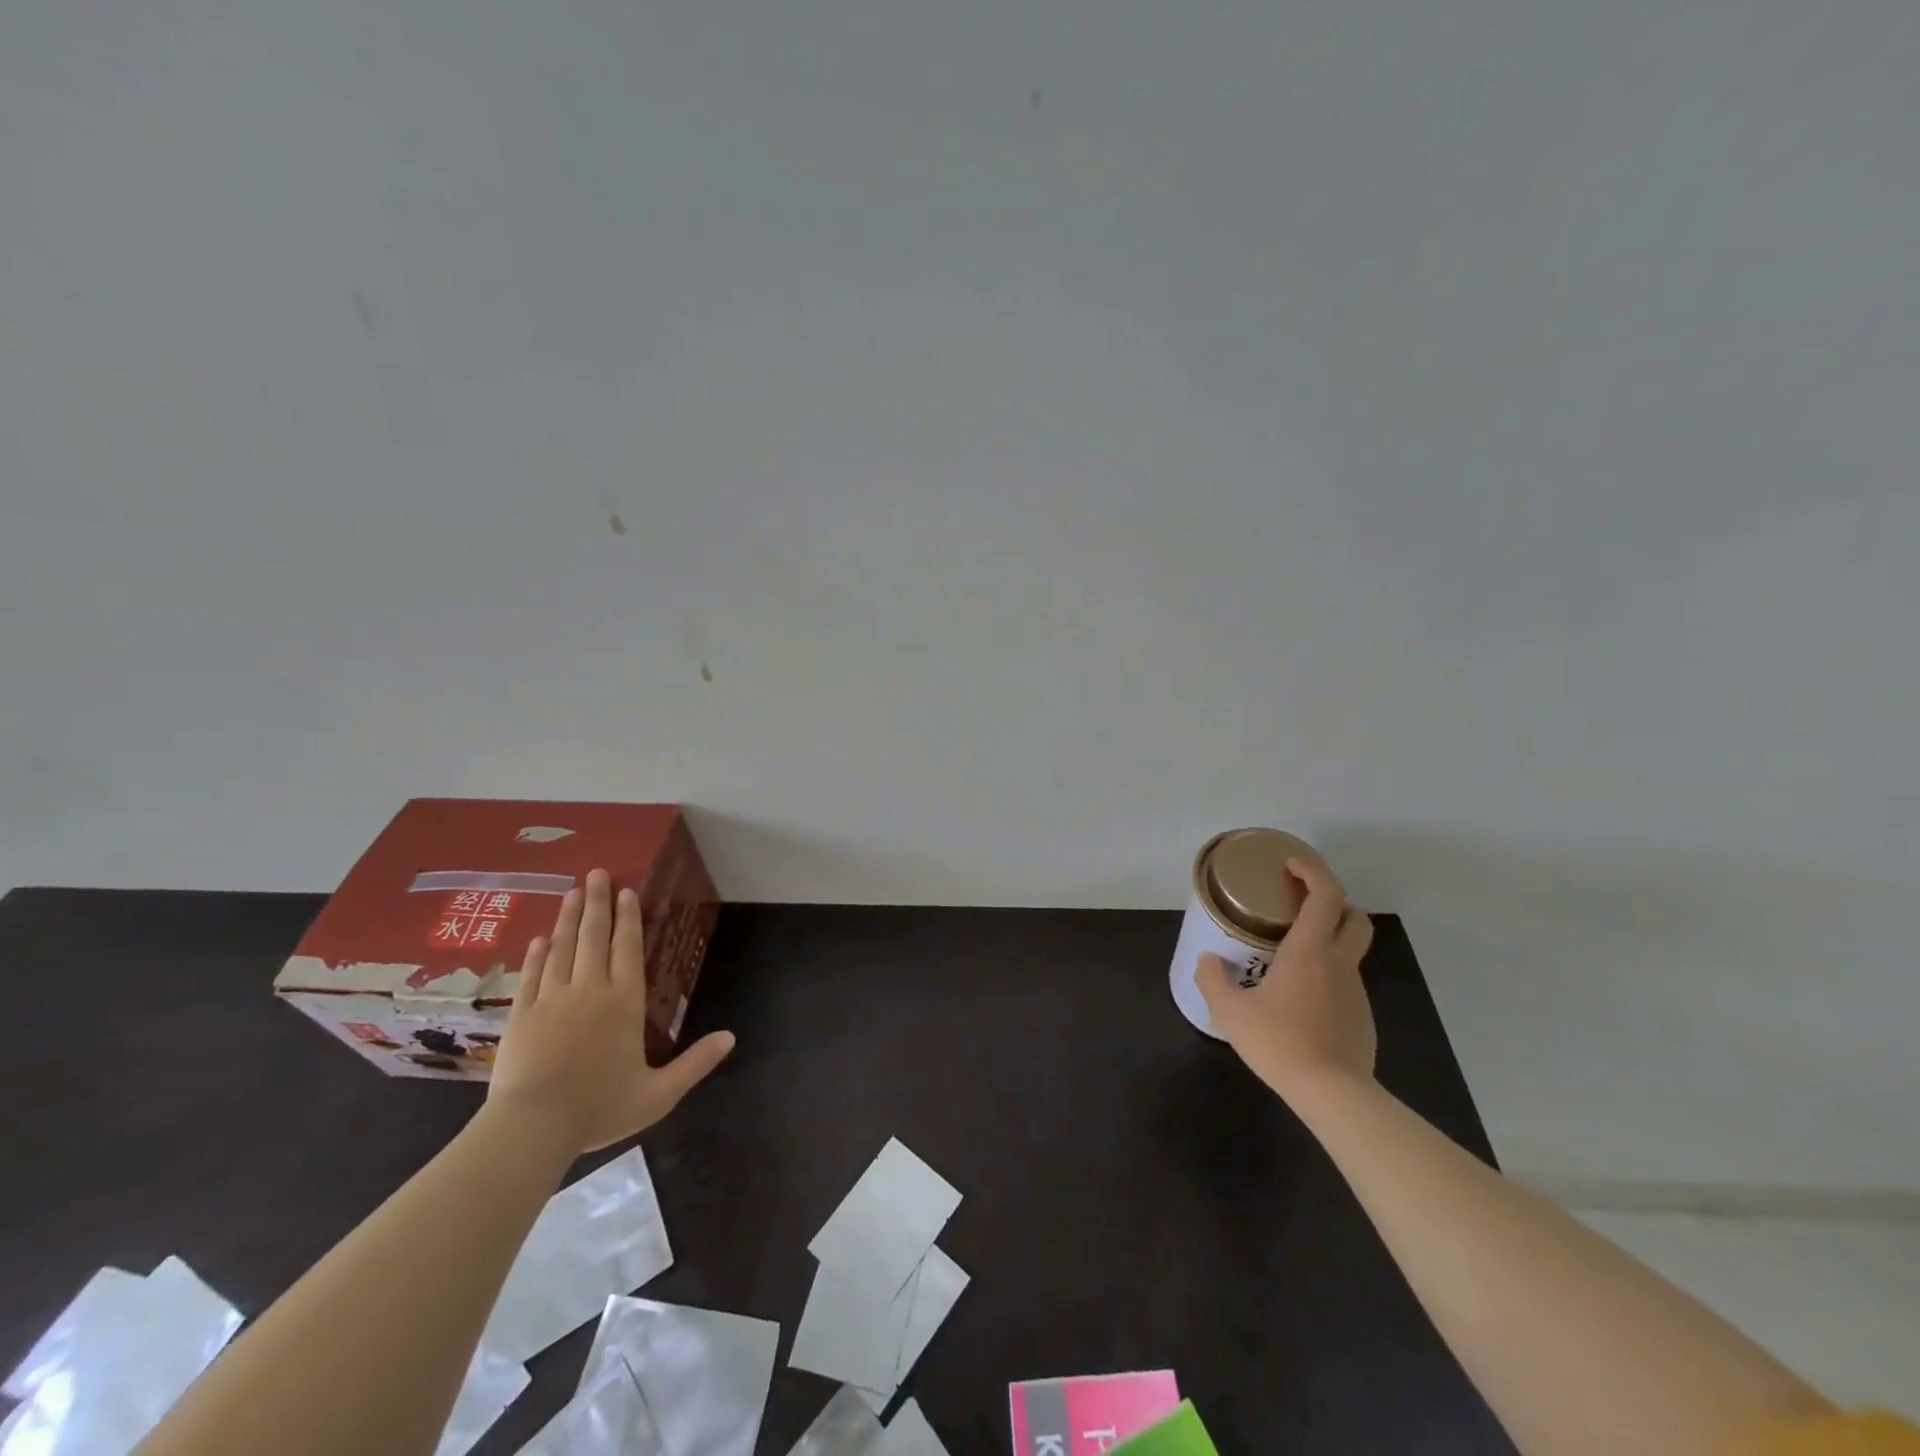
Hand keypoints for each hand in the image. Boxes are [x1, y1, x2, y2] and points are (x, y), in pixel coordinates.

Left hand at [487, 868, 733, 1153]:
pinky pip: (532, 975)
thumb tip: (731, 1037)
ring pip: (562, 949)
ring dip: (568, 919)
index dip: (628, 918)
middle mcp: (589, 990)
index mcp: (623, 1002)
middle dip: (597, 903)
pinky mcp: (521, 1016)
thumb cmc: (599, 1108)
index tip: (626, 891)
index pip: (628, 949)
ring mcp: (551, 1000)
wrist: (532, 1128)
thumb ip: (695, 1064)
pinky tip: (540, 939)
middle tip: (596, 873)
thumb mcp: (659, 1094)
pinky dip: (538, 954)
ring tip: (572, 892)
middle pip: (594, 937)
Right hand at [1198, 857, 1375, 1100]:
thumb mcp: (1231, 1011)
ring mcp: (1355, 992)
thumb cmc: (1280, 1042)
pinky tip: (1300, 999)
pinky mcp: (1361, 1018)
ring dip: (1327, 940)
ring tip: (1289, 957)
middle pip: (1354, 917)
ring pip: (1350, 951)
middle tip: (1302, 905)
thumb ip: (1214, 980)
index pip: (1326, 894)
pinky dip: (1326, 976)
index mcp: (1309, 951)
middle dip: (1333, 901)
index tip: (1290, 865)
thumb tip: (1208, 960)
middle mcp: (1338, 963)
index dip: (1312, 871)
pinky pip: (1344, 983)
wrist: (1333, 1094)